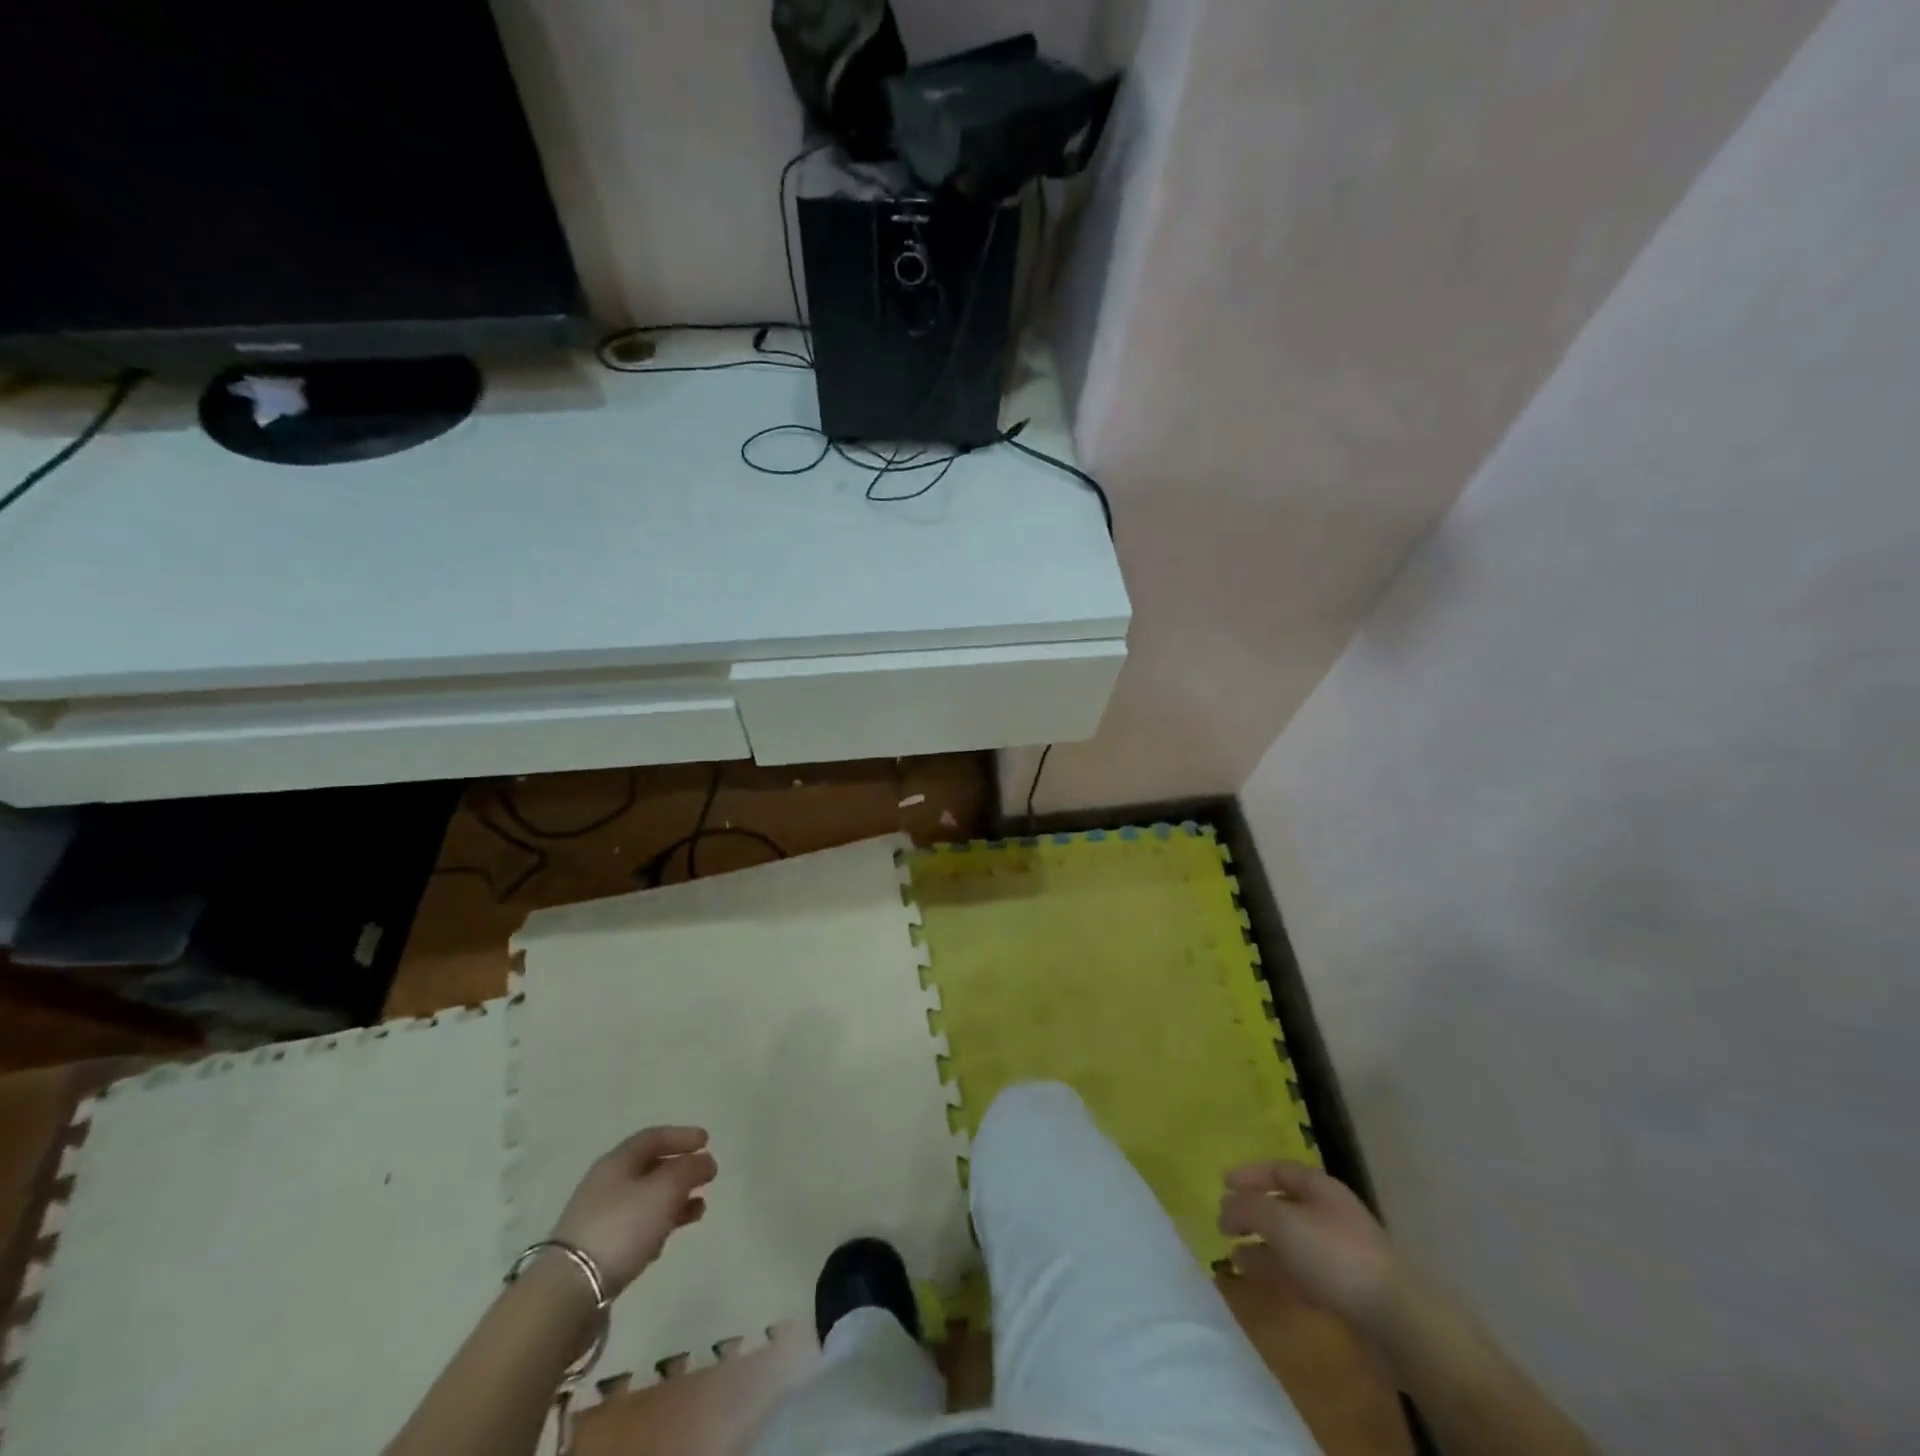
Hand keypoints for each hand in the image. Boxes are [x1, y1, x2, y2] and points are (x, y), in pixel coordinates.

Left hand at [550, 1126, 715, 1295]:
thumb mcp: (665, 1189)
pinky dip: (658, 1224)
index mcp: (618, 1161)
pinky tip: (669, 1237)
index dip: (682, 1136)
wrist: (569, 1290)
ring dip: (674, 1200)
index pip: (653, 1137)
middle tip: (707, 1176)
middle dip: (681, 1170)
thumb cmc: (622, 1226)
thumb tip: (705, 1160)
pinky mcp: (598, 1249)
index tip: (707, 1141)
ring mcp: (600, 1217)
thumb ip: (689, 1170)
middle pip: (650, 1167)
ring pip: (645, 1199)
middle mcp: (606, 1183)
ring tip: (699, 1209)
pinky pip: (636, 1226)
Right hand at [1217, 1159, 1400, 1335]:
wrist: (1395, 1318)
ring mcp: (1339, 1252)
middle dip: (1253, 1213)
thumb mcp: (1281, 1222)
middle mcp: (1330, 1213)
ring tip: (1232, 1255)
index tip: (1222, 1183)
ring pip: (1290, 1241)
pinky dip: (1277, 1270)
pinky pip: (1301, 1270)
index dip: (1249, 1174)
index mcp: (1320, 1188)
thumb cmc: (1334, 1255)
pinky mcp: (1344, 1288)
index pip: (1278, 1169)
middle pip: (1284, 1205)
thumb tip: (1225, 1205)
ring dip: (1261, 1245)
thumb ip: (1247, 1208)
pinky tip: (1258, 1278)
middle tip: (1225, 1223)